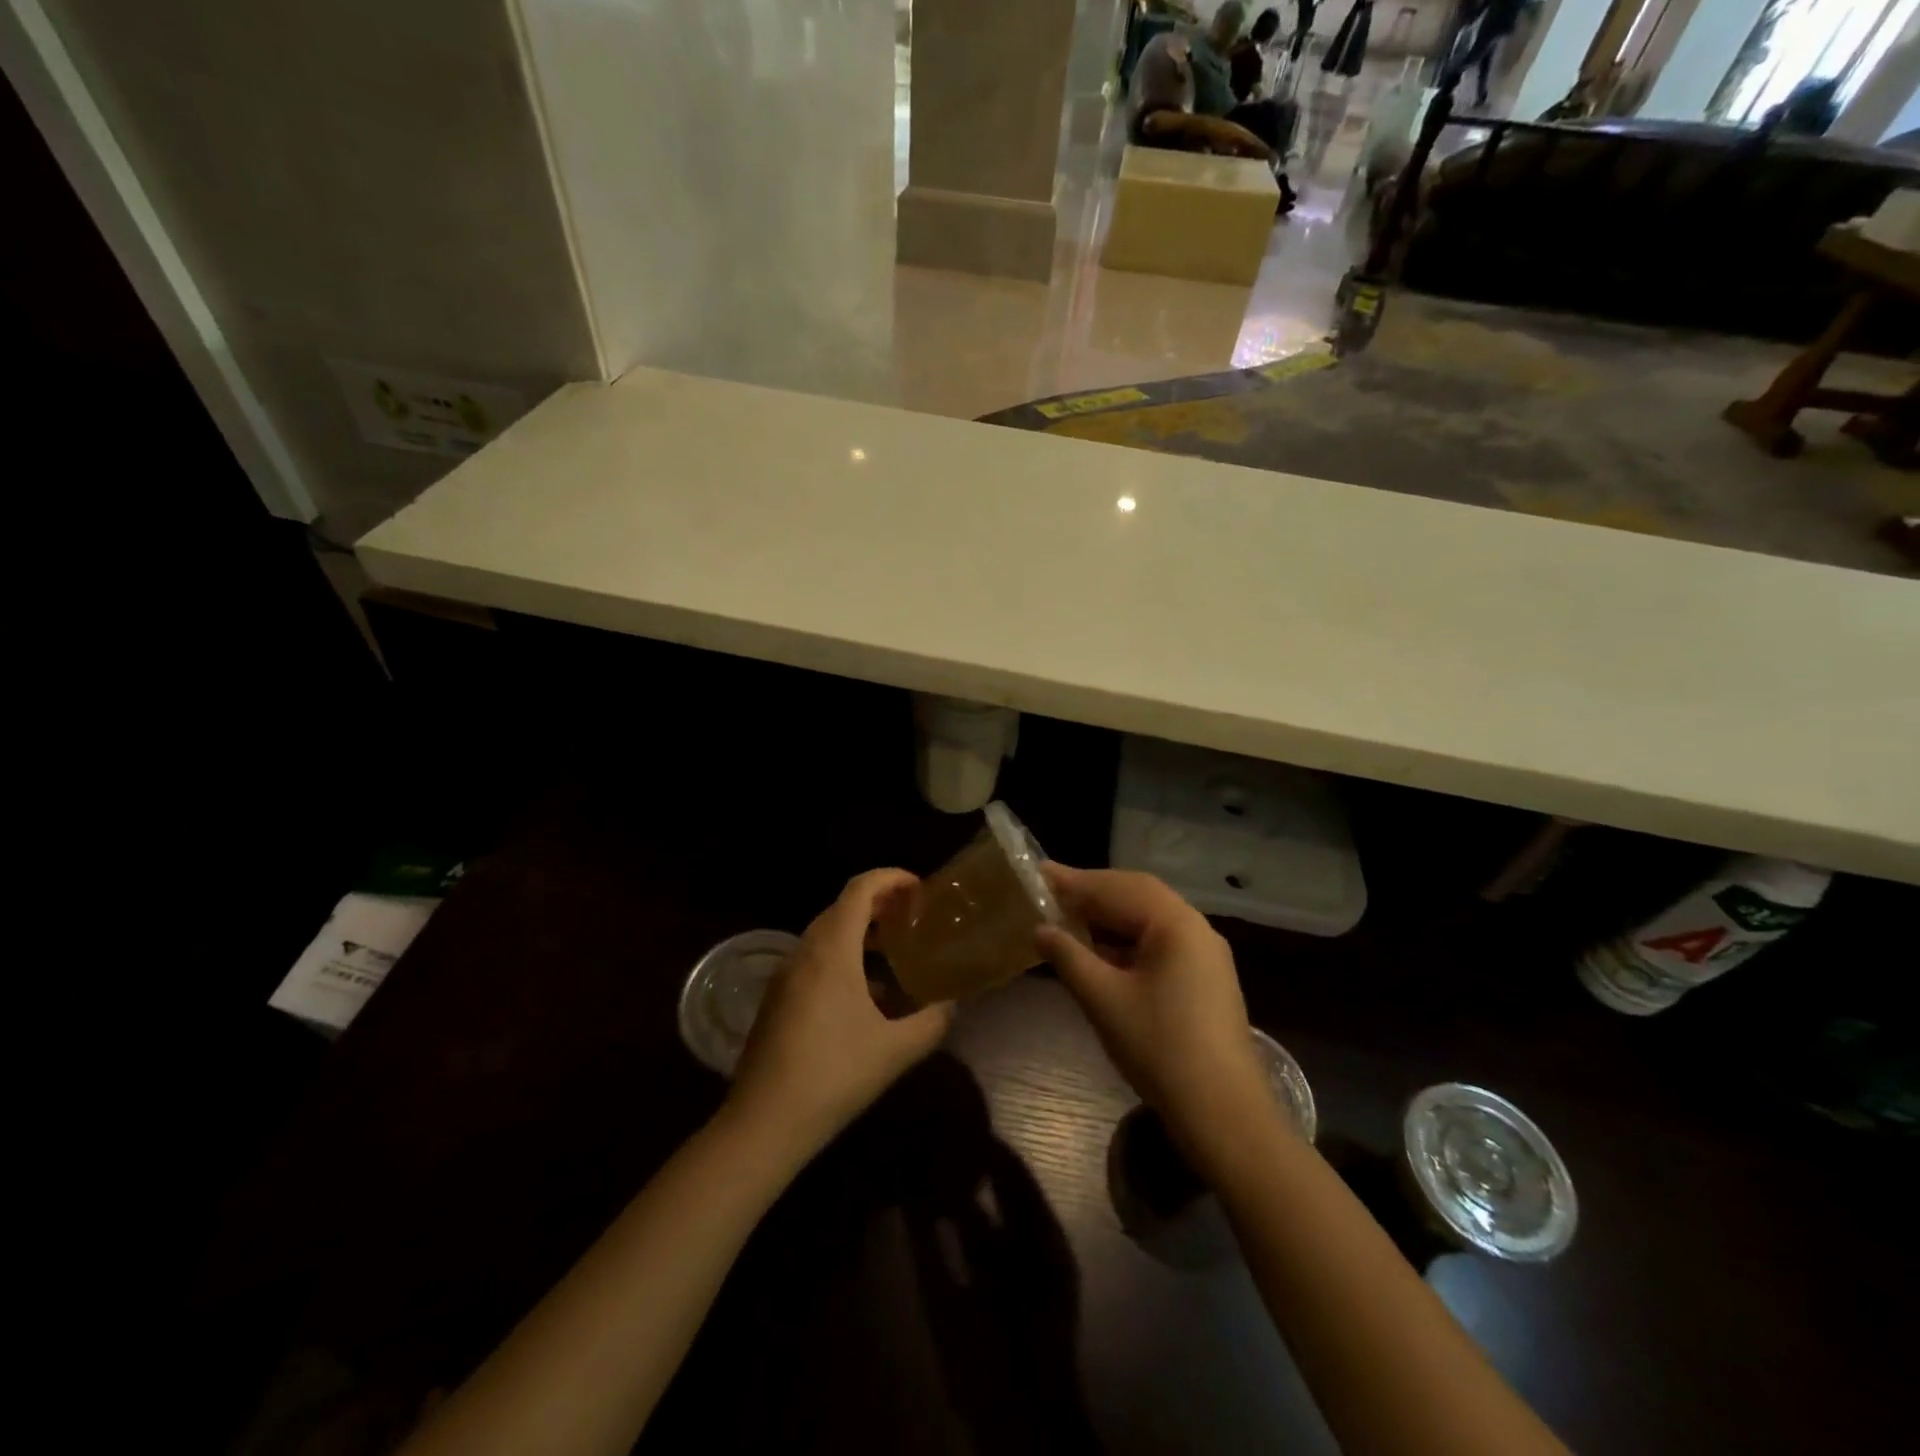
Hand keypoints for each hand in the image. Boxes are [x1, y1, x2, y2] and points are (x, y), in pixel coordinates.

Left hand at [727, 869, 954, 1156]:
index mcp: (832, 950)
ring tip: (894, 950)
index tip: (920, 889)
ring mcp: (785, 975)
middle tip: (913, 917)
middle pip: (842, 906)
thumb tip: (951, 1004)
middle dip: (879, 903)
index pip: (860, 889)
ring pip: (826, 934)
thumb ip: (932, 1021)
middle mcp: (805, 952)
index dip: (891, 878)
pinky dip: (842, 957)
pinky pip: (814, 959)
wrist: (764, 1123)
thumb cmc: (834, 1076)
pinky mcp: (776, 998)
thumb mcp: (896, 1051)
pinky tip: (865, 995)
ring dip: (860, 931)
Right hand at [1036, 865, 1273, 1165]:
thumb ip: (1069, 957)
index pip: (1117, 887)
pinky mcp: (1205, 977)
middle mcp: (1195, 927)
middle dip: (1093, 893)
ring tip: (1069, 919)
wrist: (1223, 1113)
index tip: (1038, 873)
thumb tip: (1041, 929)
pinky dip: (1126, 939)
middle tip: (1051, 893)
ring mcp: (1205, 953)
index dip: (1074, 881)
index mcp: (1176, 923)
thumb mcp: (1103, 1000)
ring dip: (1109, 916)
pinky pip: (1160, 942)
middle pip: (1137, 895)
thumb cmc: (1160, 1049)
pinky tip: (1101, 951)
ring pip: (1149, 918)